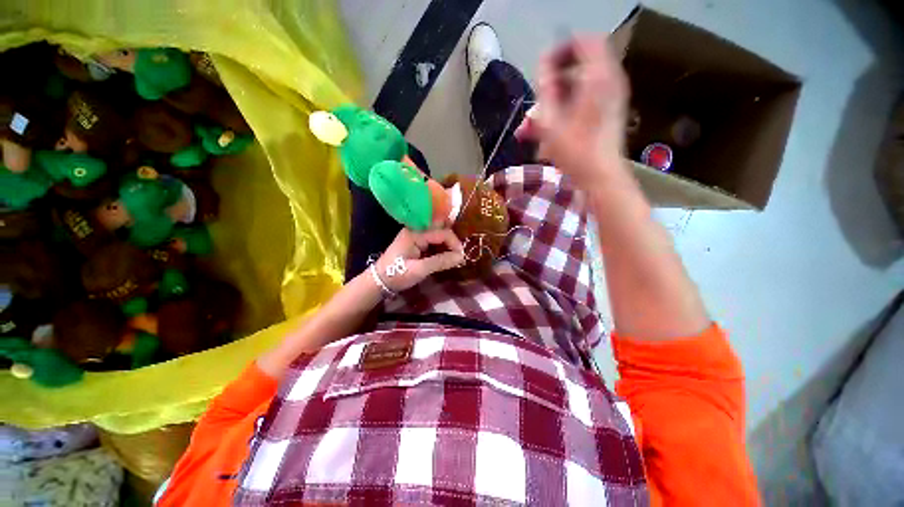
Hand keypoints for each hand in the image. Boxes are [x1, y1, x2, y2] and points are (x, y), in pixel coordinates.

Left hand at [373, 229, 464, 292]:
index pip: (442, 232)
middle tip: (458, 255)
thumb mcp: (420, 270)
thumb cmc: (397, 274)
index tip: (461, 257)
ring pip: (437, 235)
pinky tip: (444, 256)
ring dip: (447, 244)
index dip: (454, 243)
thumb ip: (440, 261)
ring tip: (453, 257)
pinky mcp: (415, 242)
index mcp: (415, 234)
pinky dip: (440, 247)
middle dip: (452, 241)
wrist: (378, 281)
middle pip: (440, 229)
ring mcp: (415, 235)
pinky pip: (432, 240)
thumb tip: (461, 257)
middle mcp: (416, 230)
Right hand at [515, 36, 629, 187]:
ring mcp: (609, 98)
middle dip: (549, 88)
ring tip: (530, 131)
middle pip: (576, 70)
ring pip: (575, 90)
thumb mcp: (552, 121)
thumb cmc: (575, 151)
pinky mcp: (606, 113)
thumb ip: (546, 89)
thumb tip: (542, 64)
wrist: (601, 177)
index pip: (583, 42)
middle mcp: (608, 81)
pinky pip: (581, 103)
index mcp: (598, 77)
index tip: (542, 69)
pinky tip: (544, 137)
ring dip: (551, 106)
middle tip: (533, 108)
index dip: (560, 50)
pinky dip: (562, 114)